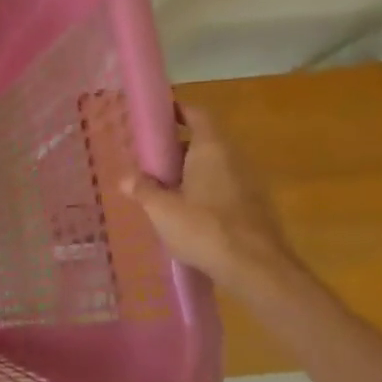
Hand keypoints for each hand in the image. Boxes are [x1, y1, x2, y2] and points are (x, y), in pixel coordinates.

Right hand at [119, 105, 298, 291]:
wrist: (257, 269)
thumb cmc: (204, 228)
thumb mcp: (161, 209)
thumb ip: (142, 189)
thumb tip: (124, 177)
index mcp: (211, 149)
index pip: (197, 115)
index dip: (178, 111)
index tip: (157, 116)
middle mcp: (234, 159)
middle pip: (204, 142)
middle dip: (177, 148)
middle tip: (150, 160)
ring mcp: (249, 184)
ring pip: (215, 168)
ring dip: (191, 173)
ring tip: (164, 189)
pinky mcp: (255, 209)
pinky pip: (224, 189)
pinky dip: (205, 193)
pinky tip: (187, 215)